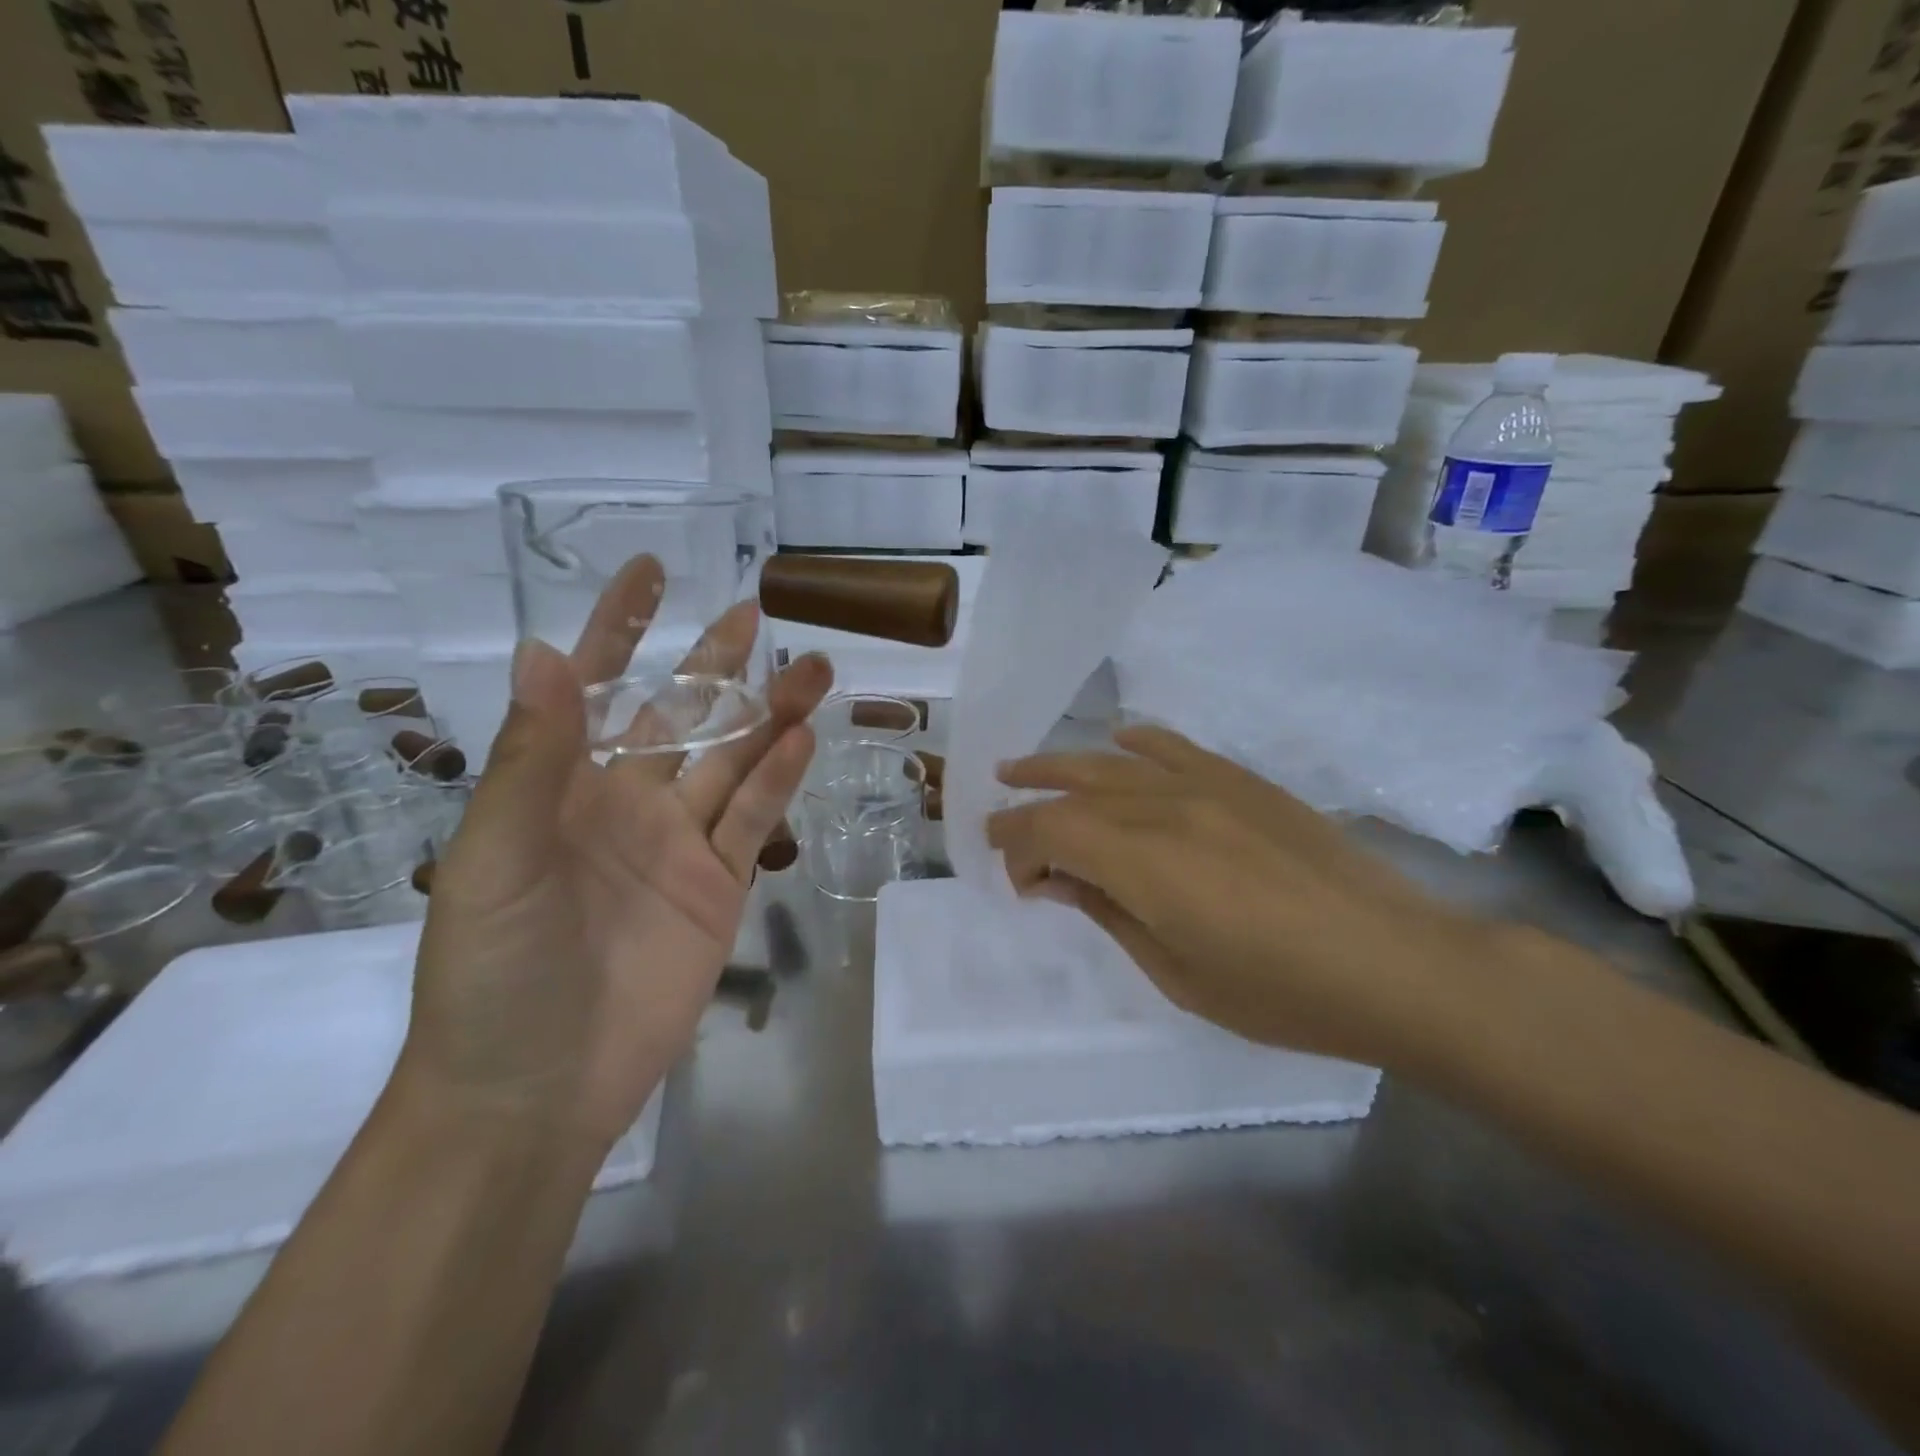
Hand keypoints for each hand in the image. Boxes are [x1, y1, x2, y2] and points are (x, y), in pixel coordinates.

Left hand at [398, 557, 832, 1153]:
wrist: (536, 1088)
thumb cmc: (493, 970)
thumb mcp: (498, 858)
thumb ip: (531, 761)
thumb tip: (540, 652)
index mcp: (560, 786)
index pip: (591, 689)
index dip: (618, 628)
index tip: (650, 572)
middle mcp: (624, 802)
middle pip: (680, 717)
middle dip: (714, 664)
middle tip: (756, 613)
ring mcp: (678, 844)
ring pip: (732, 762)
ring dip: (768, 715)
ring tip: (813, 668)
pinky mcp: (720, 887)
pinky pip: (753, 820)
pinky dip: (778, 779)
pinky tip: (803, 738)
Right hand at [985, 725, 1492, 1069]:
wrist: (1396, 963)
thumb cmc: (1282, 993)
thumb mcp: (1177, 974)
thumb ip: (1110, 914)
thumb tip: (1060, 881)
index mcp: (1144, 863)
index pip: (1052, 832)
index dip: (1019, 848)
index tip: (1018, 881)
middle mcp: (1166, 809)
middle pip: (1073, 791)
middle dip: (1027, 804)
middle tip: (997, 817)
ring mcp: (1208, 786)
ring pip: (1114, 762)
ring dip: (1061, 765)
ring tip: (1022, 768)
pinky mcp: (1244, 782)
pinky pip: (1176, 747)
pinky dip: (1137, 741)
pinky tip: (1118, 740)